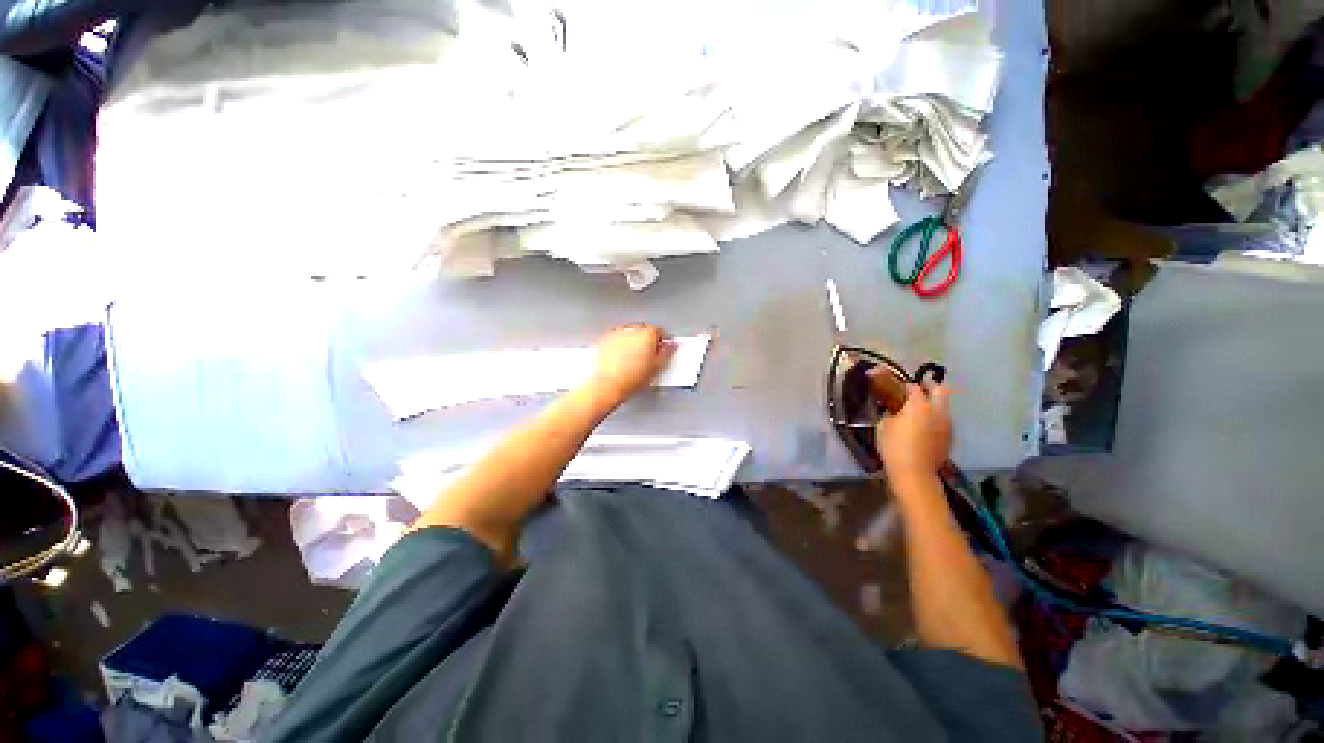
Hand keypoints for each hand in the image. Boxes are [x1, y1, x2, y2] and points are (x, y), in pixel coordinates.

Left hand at [588, 325, 674, 404]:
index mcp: (648, 333)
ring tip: (636, 360)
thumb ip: (668, 353)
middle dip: (649, 342)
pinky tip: (622, 360)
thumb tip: (672, 347)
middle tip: (651, 357)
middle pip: (645, 331)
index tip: (664, 349)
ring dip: (635, 343)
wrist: (608, 385)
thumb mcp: (658, 368)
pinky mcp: (605, 339)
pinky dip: (621, 346)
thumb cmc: (631, 378)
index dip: (664, 341)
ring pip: (631, 335)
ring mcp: (618, 333)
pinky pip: (618, 339)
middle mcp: (633, 330)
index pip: (661, 331)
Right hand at [875, 383, 951, 485]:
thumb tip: (892, 410)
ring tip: (918, 412)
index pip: (914, 387)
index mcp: (919, 405)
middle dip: (929, 387)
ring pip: (943, 407)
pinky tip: (923, 429)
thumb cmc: (894, 447)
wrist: (914, 474)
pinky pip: (943, 422)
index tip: (895, 388)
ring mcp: (947, 425)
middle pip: (940, 390)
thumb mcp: (883, 426)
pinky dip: (935, 420)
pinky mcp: (949, 438)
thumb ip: (889, 413)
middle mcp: (938, 411)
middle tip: (917, 390)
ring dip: (933, 405)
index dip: (904, 385)